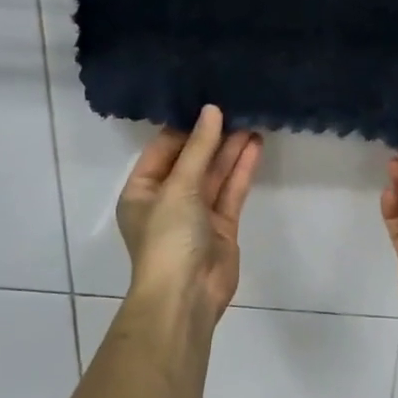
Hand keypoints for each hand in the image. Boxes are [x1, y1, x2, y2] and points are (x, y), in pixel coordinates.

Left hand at [117, 105, 262, 320]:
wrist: (187, 295)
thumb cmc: (168, 238)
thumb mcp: (178, 187)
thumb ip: (198, 149)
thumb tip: (212, 111)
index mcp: (141, 190)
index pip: (163, 149)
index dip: (184, 126)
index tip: (207, 101)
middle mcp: (167, 199)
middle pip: (191, 160)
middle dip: (212, 136)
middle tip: (235, 106)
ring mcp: (196, 213)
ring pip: (214, 174)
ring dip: (230, 150)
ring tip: (251, 119)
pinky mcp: (221, 225)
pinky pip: (230, 191)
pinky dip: (241, 169)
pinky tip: (255, 146)